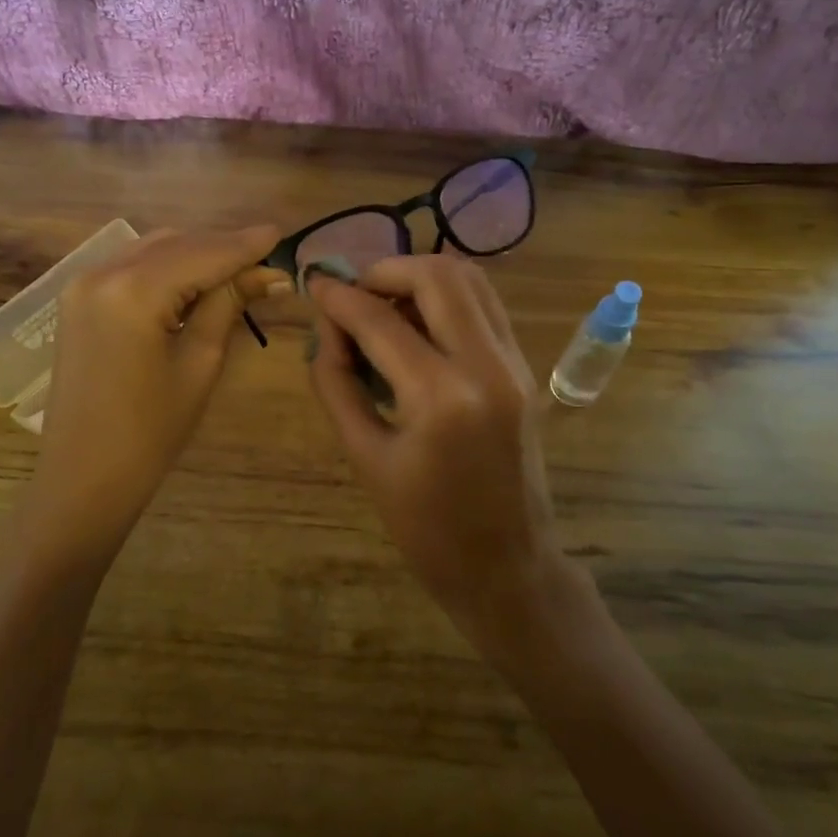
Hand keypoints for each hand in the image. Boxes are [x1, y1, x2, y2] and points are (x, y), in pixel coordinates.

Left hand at [29, 226, 285, 549]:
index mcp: (133, 291)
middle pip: (176, 244)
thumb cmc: (151, 431)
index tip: (280, 233)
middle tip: (265, 260)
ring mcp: (83, 284)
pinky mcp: (78, 299)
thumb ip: (228, 306)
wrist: (85, 474)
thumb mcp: (199, 363)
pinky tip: (194, 281)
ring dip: (194, 254)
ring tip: (237, 270)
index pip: (202, 254)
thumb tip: (268, 275)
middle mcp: (102, 272)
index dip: (244, 245)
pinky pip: (131, 267)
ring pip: (153, 250)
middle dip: (221, 248)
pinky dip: (166, 267)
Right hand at [306, 256, 566, 650]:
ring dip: (420, 279)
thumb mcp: (365, 458)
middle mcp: (488, 365)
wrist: (506, 565)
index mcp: (442, 397)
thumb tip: (326, 330)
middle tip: (353, 294)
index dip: (339, 298)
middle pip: (438, 276)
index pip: (380, 321)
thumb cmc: (426, 528)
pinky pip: (485, 307)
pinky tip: (416, 327)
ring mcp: (515, 364)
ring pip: (471, 280)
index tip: (313, 285)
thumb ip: (337, 384)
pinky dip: (447, 300)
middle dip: (386, 271)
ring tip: (383, 306)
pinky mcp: (524, 369)